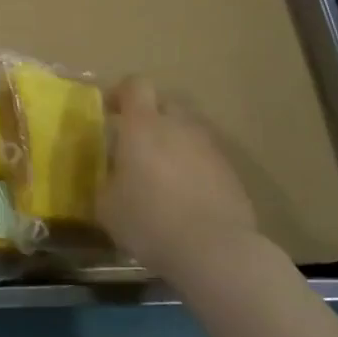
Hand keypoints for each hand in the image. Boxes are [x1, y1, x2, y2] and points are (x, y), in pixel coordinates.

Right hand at [98, 76, 265, 279]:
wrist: (214, 250)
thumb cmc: (149, 221)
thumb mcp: (106, 205)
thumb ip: (106, 179)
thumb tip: (110, 173)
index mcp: (143, 125)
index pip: (135, 85)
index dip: (120, 93)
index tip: (108, 112)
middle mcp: (179, 126)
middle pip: (165, 103)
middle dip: (149, 116)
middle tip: (135, 144)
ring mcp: (209, 147)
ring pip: (187, 131)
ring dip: (173, 143)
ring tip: (161, 174)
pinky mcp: (231, 172)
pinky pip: (205, 157)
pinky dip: (193, 167)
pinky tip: (186, 197)